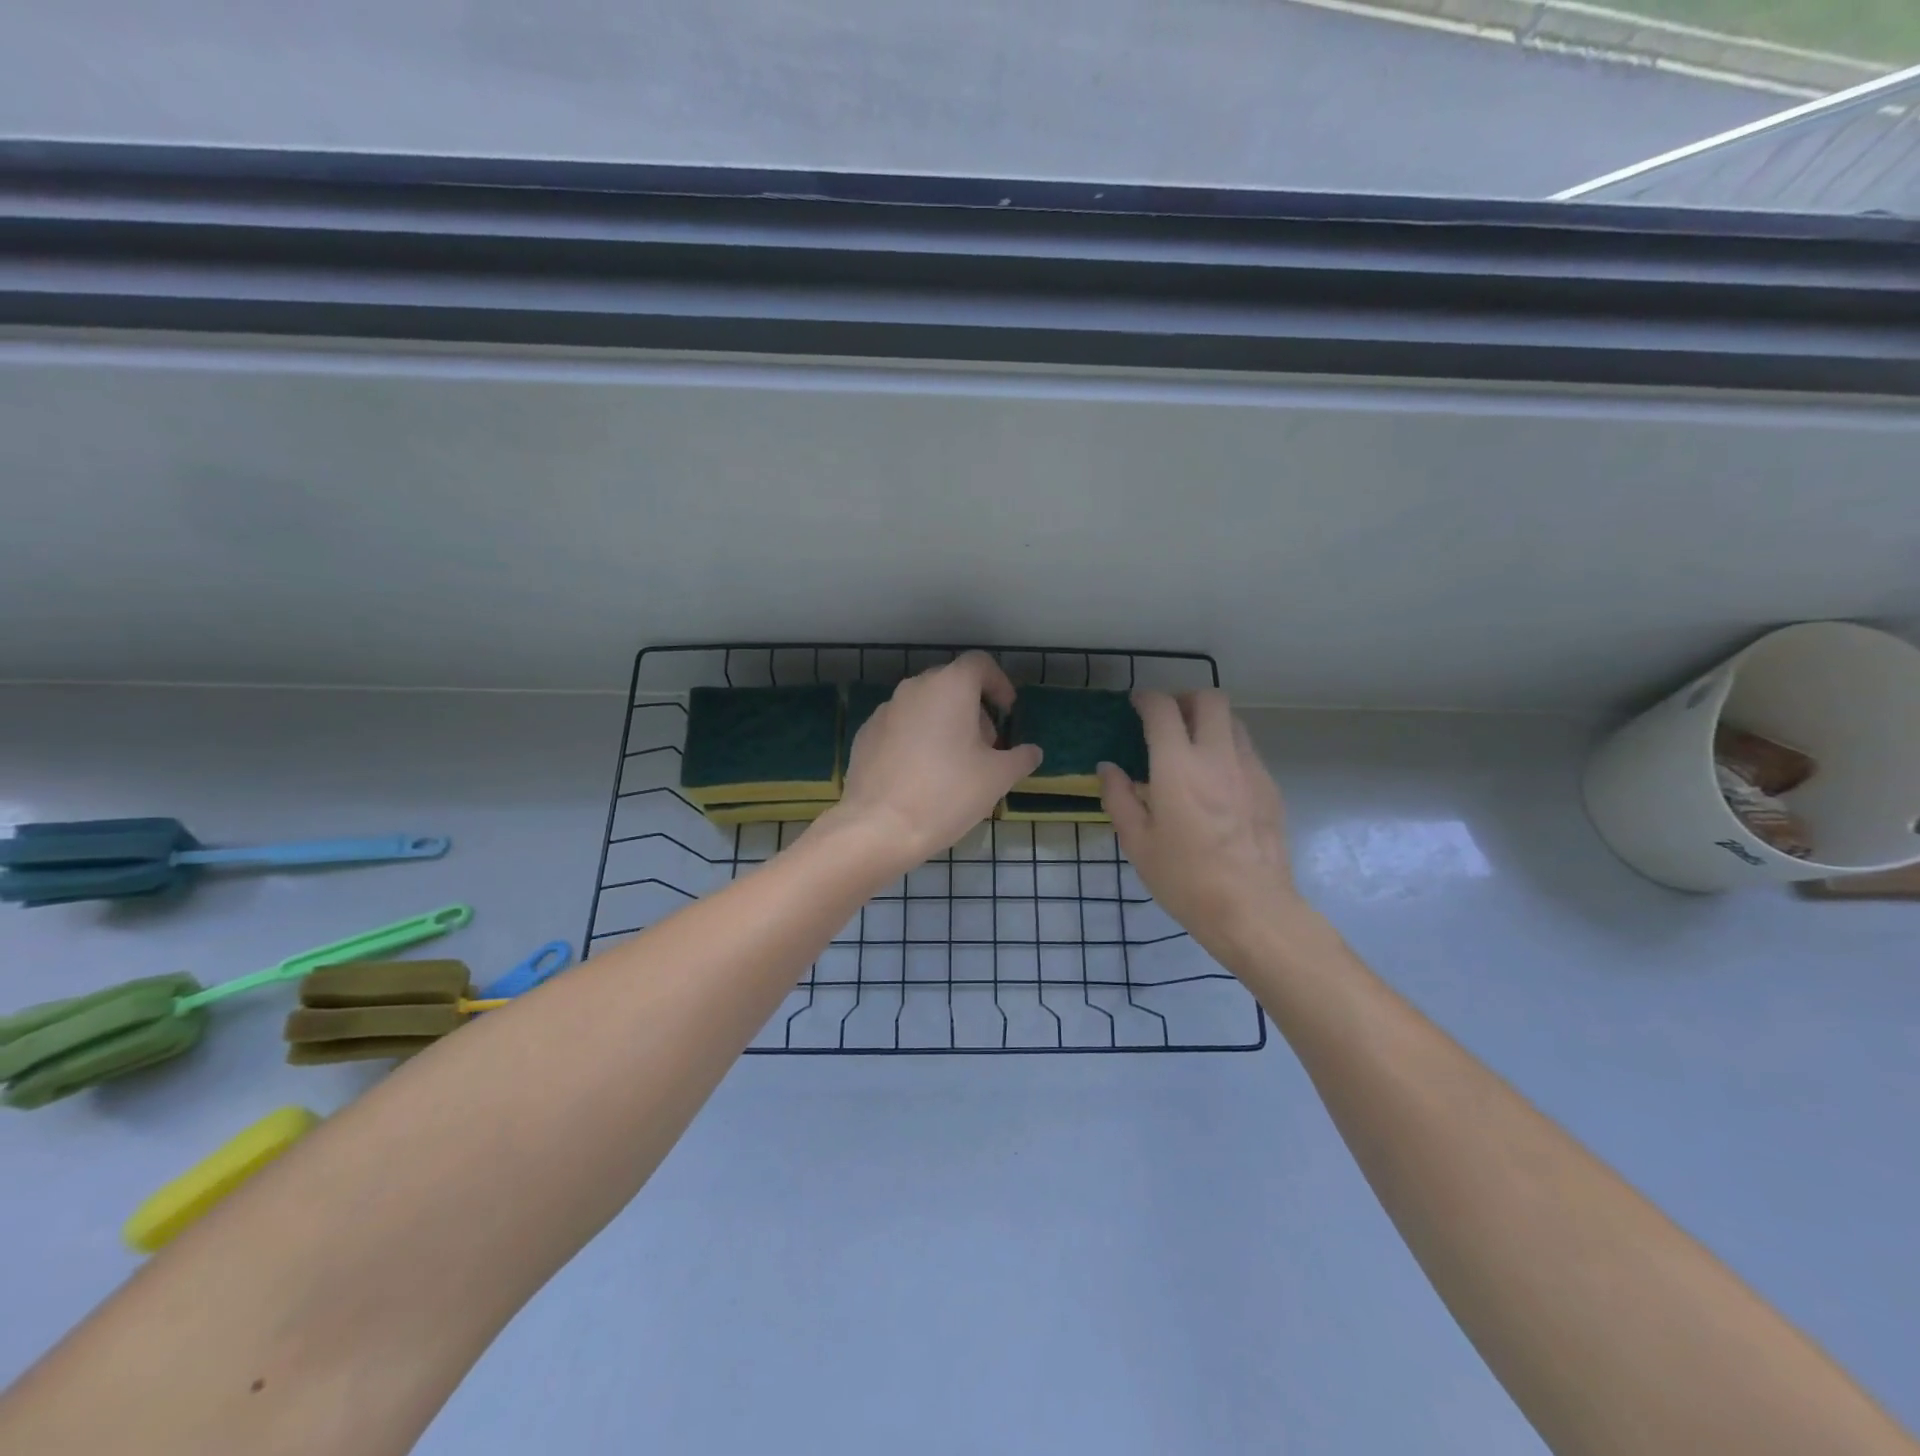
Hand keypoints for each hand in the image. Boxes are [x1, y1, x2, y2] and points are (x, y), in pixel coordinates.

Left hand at [825, 652, 1041, 870]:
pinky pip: (900, 726)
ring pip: (924, 705)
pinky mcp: (866, 734)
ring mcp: (885, 710)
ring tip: (954, 763)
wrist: (879, 827)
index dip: (999, 683)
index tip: (1007, 711)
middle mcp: (914, 688)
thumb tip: (1032, 752)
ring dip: (944, 723)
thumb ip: (1020, 758)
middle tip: (985, 745)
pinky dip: (917, 738)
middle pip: (951, 684)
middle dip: (973, 708)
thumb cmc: (947, 794)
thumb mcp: (997, 778)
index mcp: (950, 687)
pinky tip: (921, 774)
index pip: (979, 664)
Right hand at [1099, 690, 1307, 961]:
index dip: (1146, 699)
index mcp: (1177, 767)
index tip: (1136, 705)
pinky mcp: (1270, 787)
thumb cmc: (1185, 879)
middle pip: (1209, 699)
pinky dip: (1228, 749)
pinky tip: (1216, 780)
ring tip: (1192, 747)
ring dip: (1210, 721)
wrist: (1253, 909)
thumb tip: (1109, 768)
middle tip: (1168, 719)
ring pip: (1234, 721)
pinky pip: (1247, 750)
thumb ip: (1119, 798)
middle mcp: (1217, 756)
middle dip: (1185, 698)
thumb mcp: (1137, 843)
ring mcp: (1250, 769)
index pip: (1163, 709)